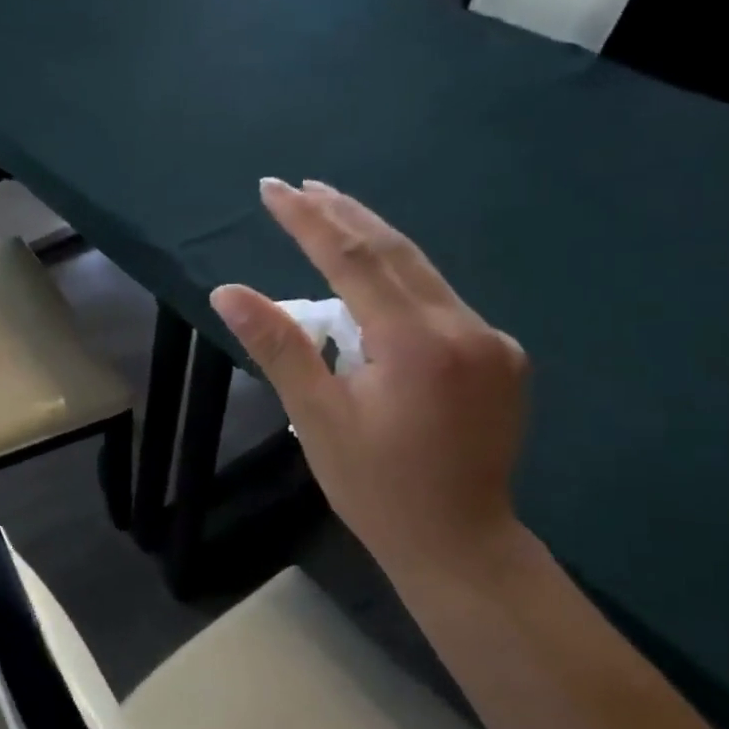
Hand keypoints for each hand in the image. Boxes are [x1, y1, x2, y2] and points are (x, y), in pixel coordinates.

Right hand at [210, 178, 528, 578]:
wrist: (460, 544)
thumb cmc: (376, 488)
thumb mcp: (318, 418)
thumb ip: (279, 346)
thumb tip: (228, 292)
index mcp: (416, 344)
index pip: (353, 260)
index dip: (308, 221)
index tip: (272, 189)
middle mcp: (464, 327)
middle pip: (394, 251)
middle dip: (342, 214)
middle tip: (299, 185)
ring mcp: (491, 340)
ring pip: (422, 271)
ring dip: (372, 239)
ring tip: (329, 210)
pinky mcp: (501, 356)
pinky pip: (440, 300)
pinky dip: (399, 278)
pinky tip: (373, 278)